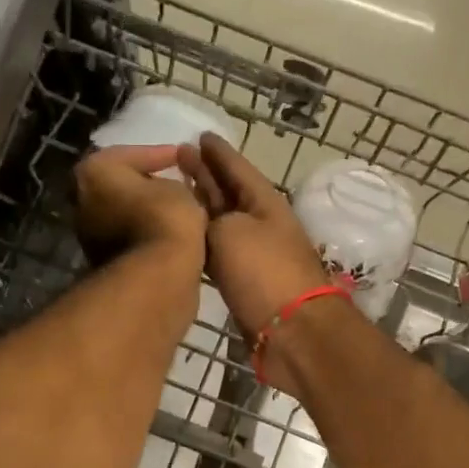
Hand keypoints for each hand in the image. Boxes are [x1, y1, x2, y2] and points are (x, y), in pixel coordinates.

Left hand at [73, 144, 207, 264]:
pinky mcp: (102, 261)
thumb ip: (170, 182)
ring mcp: (88, 234)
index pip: (133, 154)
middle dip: (147, 184)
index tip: (182, 156)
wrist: (155, 277)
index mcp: (94, 171)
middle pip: (121, 185)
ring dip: (146, 212)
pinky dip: (146, 234)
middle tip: (175, 183)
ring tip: (177, 211)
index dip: (162, 154)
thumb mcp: (179, 189)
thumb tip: (168, 191)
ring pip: (123, 214)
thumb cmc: (165, 218)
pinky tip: (169, 234)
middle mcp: (82, 199)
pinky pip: (128, 238)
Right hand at [179, 134, 329, 335]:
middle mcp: (259, 223)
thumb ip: (206, 218)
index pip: (237, 167)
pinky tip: (184, 237)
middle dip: (206, 174)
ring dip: (201, 206)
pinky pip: (218, 251)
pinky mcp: (244, 283)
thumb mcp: (230, 233)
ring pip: (221, 222)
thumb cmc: (264, 274)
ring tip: (176, 191)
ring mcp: (252, 254)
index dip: (217, 152)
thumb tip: (193, 218)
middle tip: (179, 156)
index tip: (198, 135)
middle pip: (228, 192)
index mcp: (264, 202)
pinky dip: (201, 239)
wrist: (292, 332)